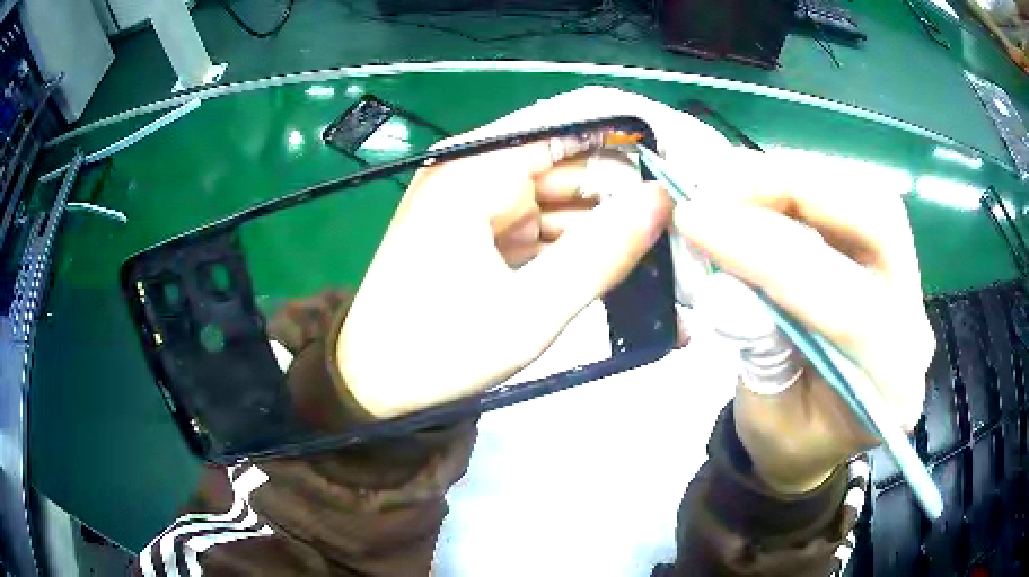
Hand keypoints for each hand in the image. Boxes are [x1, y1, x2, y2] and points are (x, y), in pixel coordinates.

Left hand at [338, 98, 674, 418]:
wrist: (375, 387)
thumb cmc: (437, 353)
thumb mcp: (529, 312)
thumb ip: (602, 253)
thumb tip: (662, 200)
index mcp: (477, 170)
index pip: (575, 124)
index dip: (635, 142)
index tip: (687, 172)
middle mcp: (480, 171)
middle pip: (578, 165)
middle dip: (632, 201)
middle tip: (686, 242)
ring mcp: (485, 202)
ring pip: (571, 200)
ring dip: (616, 234)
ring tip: (669, 272)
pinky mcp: (490, 232)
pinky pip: (552, 228)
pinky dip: (586, 253)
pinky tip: (627, 281)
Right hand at [675, 150, 934, 492]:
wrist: (817, 438)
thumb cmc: (790, 442)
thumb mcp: (764, 416)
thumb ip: (757, 346)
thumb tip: (728, 270)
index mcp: (889, 389)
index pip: (847, 306)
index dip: (770, 255)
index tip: (698, 221)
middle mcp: (913, 324)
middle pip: (880, 222)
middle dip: (798, 188)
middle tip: (722, 182)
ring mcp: (907, 283)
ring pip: (868, 197)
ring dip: (796, 175)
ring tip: (731, 178)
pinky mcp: (887, 259)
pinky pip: (853, 200)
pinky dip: (800, 181)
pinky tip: (758, 186)